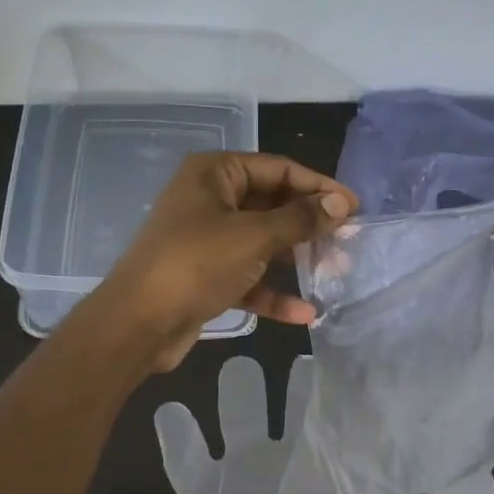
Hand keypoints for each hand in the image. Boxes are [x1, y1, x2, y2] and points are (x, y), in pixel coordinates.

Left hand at [93, 152, 356, 371]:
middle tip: (348, 241)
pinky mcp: (207, 275)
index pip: (278, 169)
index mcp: (215, 173)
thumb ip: (301, 219)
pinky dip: (273, 291)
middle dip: (310, 225)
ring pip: (263, 242)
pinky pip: (249, 276)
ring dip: (297, 258)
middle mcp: (211, 199)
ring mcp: (207, 239)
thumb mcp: (254, 236)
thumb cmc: (196, 263)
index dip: (319, 186)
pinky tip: (304, 313)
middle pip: (272, 205)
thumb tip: (341, 203)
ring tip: (335, 273)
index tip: (355, 207)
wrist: (137, 324)